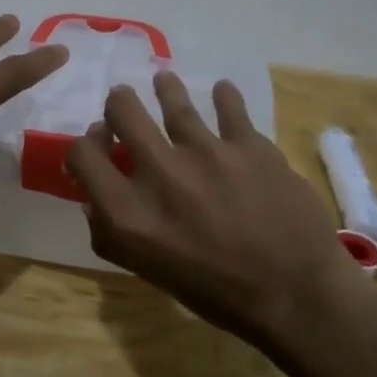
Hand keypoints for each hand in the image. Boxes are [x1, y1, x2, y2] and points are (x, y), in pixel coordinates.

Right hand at [66, 71, 373, 354]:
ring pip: (172, 97)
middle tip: (125, 105)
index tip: (101, 143)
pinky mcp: (249, 144)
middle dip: (119, 104)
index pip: (82, 154)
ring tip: (164, 81)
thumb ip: (111, 233)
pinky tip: (221, 91)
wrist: (294, 295)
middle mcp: (159, 173)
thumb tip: (94, 196)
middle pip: (122, 110)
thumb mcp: (146, 270)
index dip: (85, 144)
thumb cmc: (214, 292)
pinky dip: (224, 95)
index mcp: (127, 211)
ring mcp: (206, 153)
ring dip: (165, 88)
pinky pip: (229, 105)